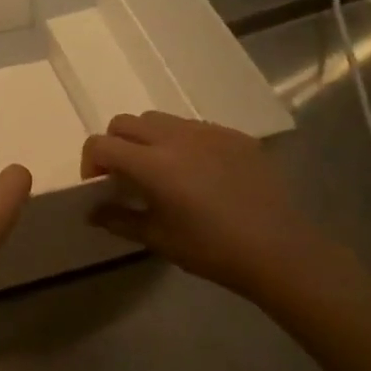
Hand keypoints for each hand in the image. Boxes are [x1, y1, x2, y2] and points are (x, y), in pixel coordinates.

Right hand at [81, 113, 328, 299]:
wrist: (279, 250)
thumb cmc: (211, 249)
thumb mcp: (157, 239)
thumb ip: (119, 219)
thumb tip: (93, 211)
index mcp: (152, 164)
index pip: (101, 144)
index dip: (91, 162)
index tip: (99, 185)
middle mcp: (175, 138)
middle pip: (126, 122)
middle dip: (116, 144)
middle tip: (125, 175)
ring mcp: (208, 132)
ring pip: (159, 119)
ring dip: (147, 139)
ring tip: (161, 170)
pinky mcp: (234, 136)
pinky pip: (194, 127)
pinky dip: (181, 142)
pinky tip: (198, 173)